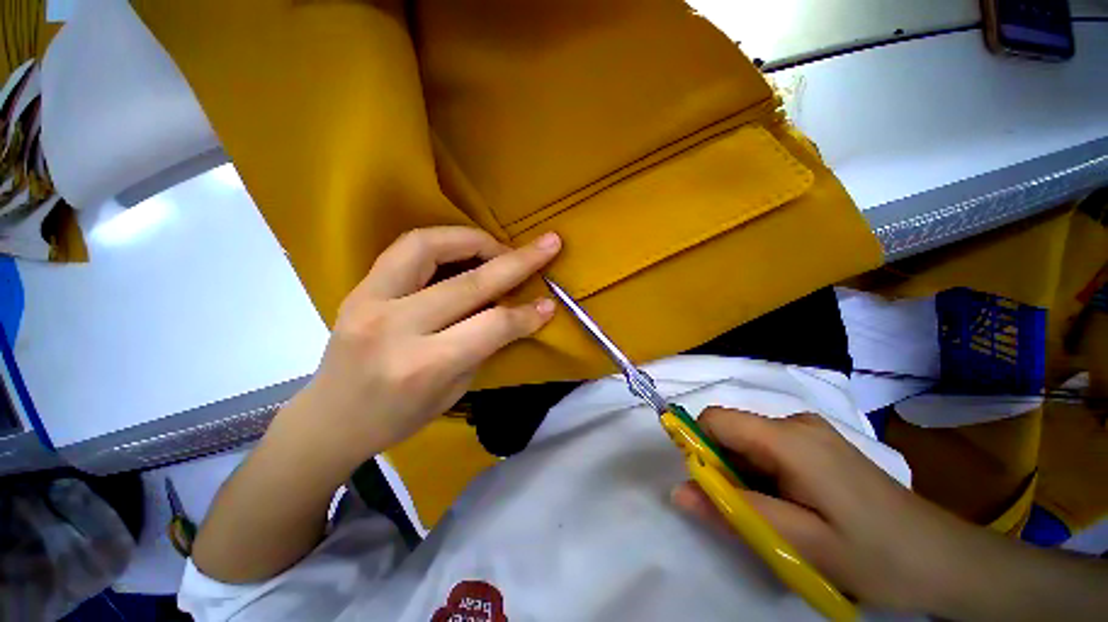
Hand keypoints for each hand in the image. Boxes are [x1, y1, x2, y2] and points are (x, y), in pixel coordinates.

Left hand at [282, 226, 560, 467]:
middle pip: (469, 283)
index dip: (525, 314)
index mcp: (424, 366)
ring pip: (428, 246)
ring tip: (500, 248)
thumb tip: (513, 311)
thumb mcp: (453, 391)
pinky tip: (465, 250)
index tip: (549, 304)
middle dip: (517, 262)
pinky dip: (443, 241)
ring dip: (474, 240)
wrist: (329, 420)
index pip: (490, 327)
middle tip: (548, 245)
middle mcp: (395, 328)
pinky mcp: (358, 288)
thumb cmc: (397, 417)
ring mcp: (369, 301)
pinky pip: (406, 248)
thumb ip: (483, 346)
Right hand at [671, 409, 974, 612]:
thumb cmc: (877, 557)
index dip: (698, 446)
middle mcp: (795, 422)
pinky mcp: (819, 442)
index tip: (707, 487)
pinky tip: (794, 506)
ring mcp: (810, 430)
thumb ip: (733, 513)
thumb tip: (677, 491)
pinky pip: (770, 448)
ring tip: (778, 517)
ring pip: (749, 442)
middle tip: (750, 515)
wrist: (946, 559)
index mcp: (789, 439)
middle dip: (724, 468)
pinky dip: (764, 474)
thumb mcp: (800, 545)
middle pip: (732, 431)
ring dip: (745, 475)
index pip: (716, 419)